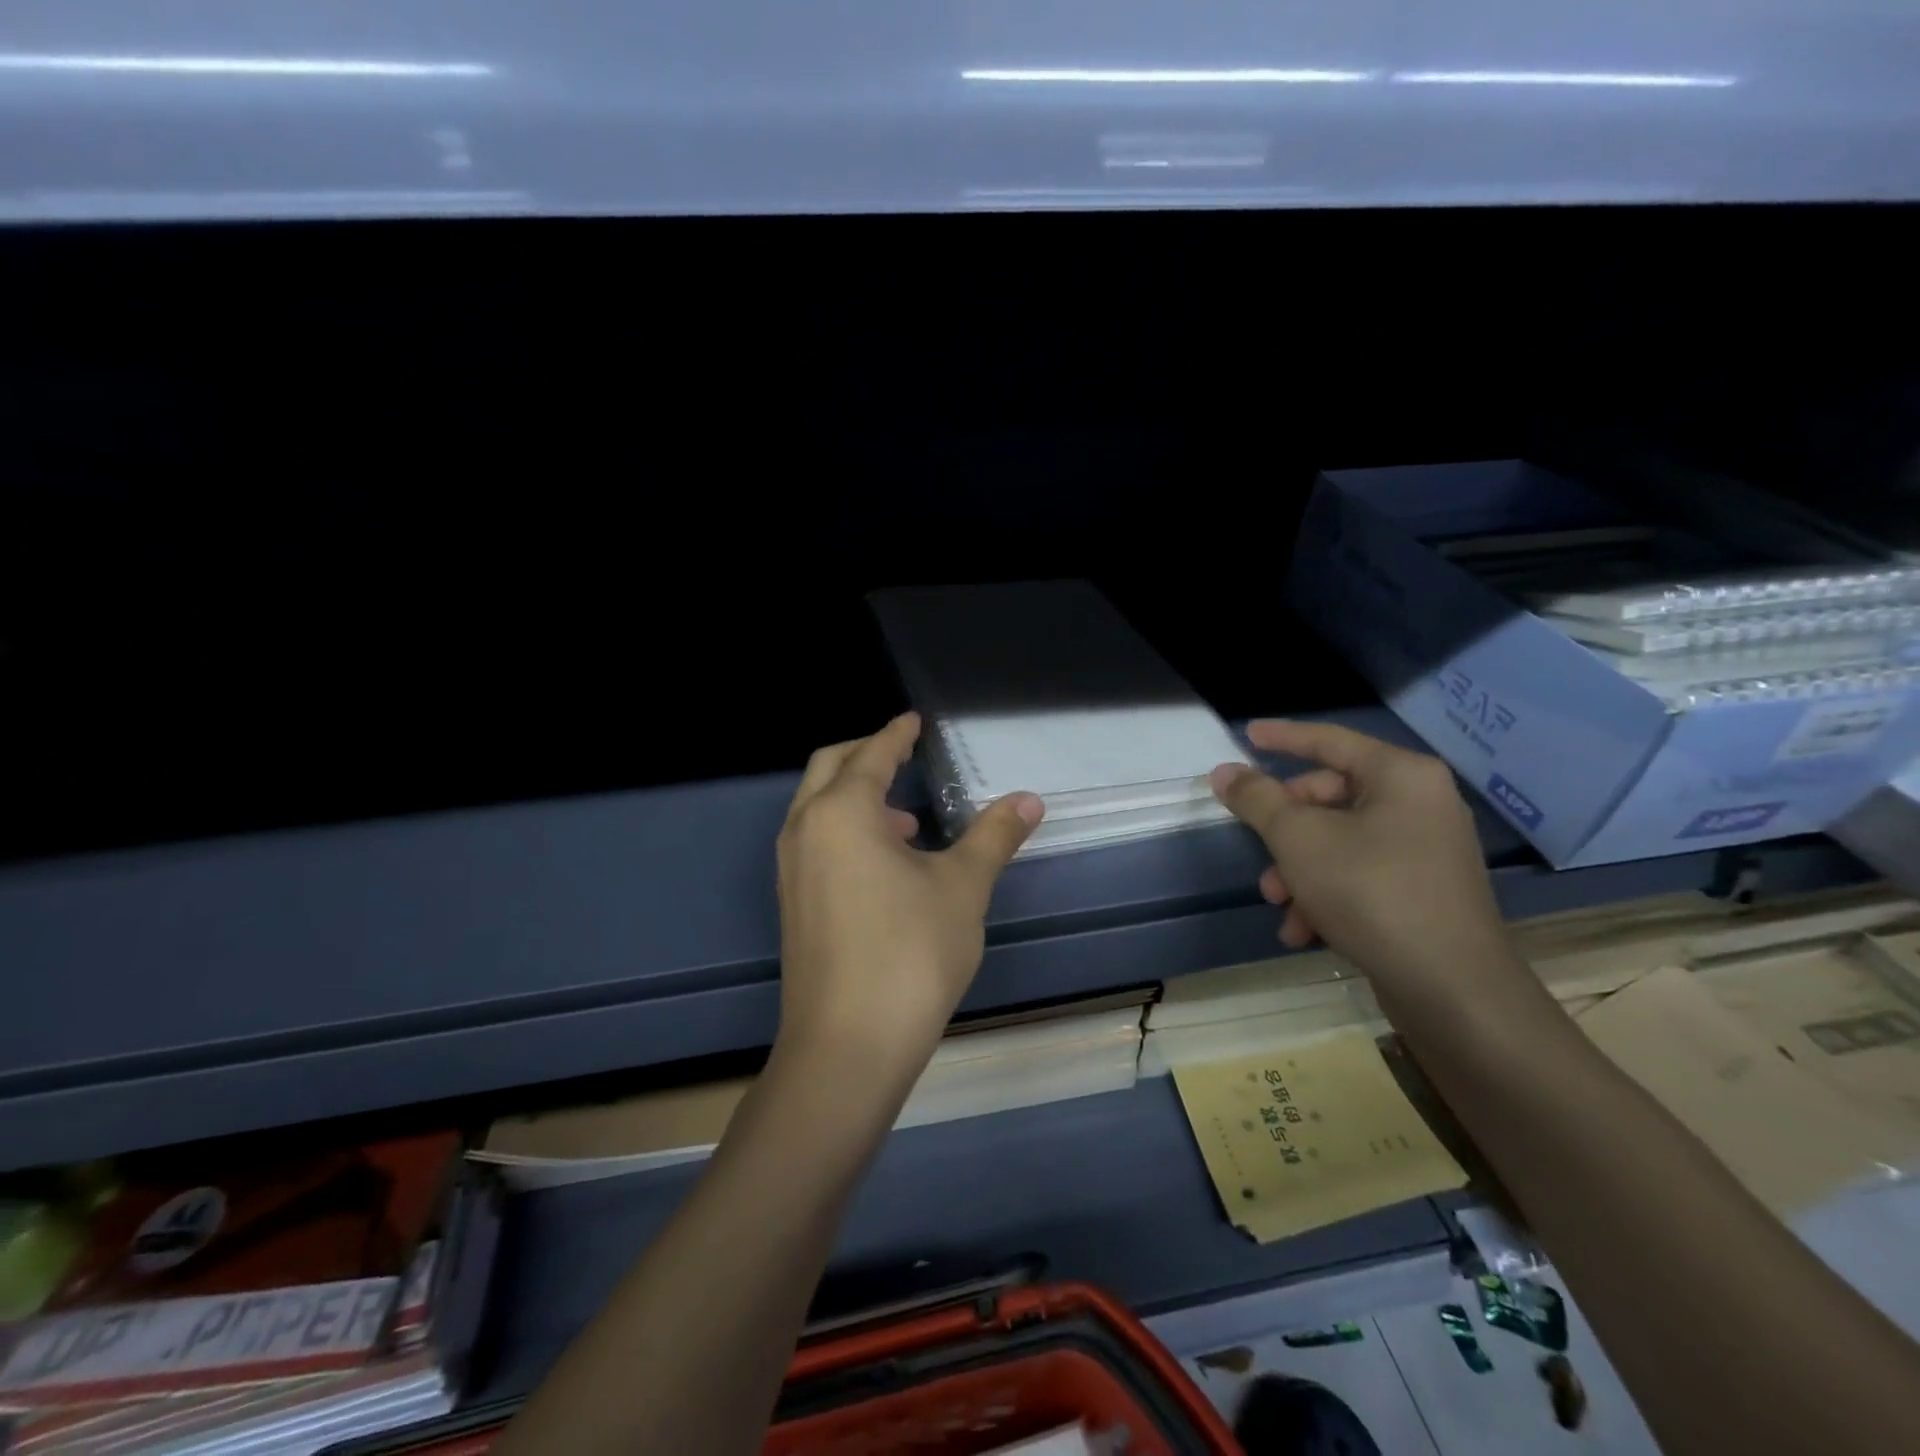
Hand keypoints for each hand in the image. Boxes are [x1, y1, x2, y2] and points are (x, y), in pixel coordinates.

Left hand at [775, 712, 1043, 1090]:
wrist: (847, 1046)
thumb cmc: (910, 953)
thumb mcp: (962, 887)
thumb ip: (994, 835)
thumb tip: (1029, 799)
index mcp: (842, 812)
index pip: (872, 755)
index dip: (896, 734)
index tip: (914, 721)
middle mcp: (805, 830)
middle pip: (829, 768)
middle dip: (866, 754)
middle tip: (903, 753)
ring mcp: (790, 869)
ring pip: (816, 807)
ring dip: (855, 797)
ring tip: (906, 821)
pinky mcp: (792, 904)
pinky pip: (814, 842)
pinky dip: (844, 830)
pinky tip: (884, 865)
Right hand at [1209, 720, 1522, 1006]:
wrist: (1452, 988)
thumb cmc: (1371, 892)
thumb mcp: (1298, 839)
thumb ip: (1257, 799)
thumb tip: (1224, 772)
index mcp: (1401, 776)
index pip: (1330, 741)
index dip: (1283, 737)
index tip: (1246, 735)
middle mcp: (1421, 804)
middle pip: (1331, 797)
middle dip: (1286, 829)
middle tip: (1260, 850)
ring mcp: (1427, 850)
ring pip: (1340, 842)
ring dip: (1299, 869)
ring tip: (1279, 903)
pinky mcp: (1425, 891)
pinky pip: (1361, 874)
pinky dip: (1327, 894)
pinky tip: (1304, 931)